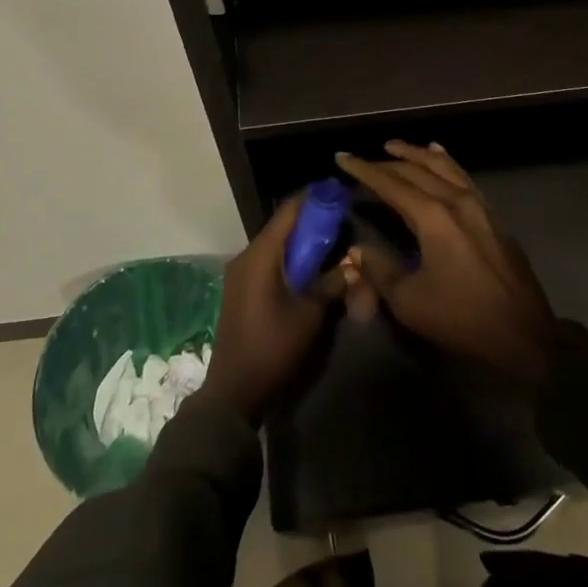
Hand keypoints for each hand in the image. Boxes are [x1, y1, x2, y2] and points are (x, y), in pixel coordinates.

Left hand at [197, 192, 347, 423]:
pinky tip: (310, 267)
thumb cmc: (272, 348)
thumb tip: (353, 264)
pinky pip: (269, 260)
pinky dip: (290, 257)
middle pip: (282, 225)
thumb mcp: (309, 315)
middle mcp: (246, 256)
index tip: (339, 193)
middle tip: (342, 219)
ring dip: (301, 241)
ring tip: (332, 241)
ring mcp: (240, 272)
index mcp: (260, 255)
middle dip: (311, 220)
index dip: (315, 199)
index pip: (289, 211)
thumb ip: (331, 283)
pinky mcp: (241, 288)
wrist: (233, 392)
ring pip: (275, 243)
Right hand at [335, 141, 556, 383]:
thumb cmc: (461, 319)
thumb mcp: (409, 302)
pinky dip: (445, 162)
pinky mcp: (492, 215)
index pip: (391, 184)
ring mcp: (479, 205)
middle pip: (416, 170)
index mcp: (433, 217)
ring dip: (417, 154)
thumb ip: (379, 270)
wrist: (524, 335)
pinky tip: (439, 156)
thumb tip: (359, 250)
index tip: (342, 157)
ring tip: (396, 146)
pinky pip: (463, 176)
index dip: (364, 170)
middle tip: (363, 158)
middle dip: (387, 162)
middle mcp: (456, 200)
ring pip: (443, 166)